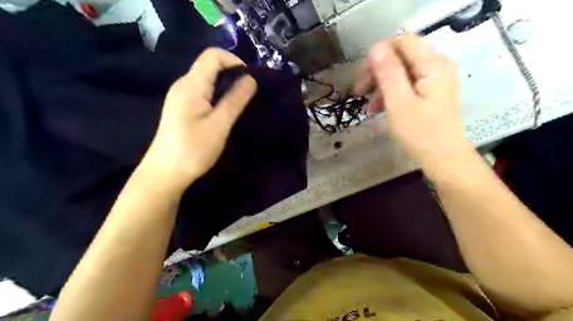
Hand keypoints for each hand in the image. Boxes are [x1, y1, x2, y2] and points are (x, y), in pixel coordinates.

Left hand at [139, 48, 255, 191]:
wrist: (165, 173)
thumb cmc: (193, 150)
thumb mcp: (219, 125)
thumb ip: (235, 100)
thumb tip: (251, 79)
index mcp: (191, 85)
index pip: (213, 55)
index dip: (234, 61)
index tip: (250, 80)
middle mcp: (183, 85)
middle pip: (210, 65)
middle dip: (233, 74)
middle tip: (249, 94)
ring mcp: (181, 96)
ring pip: (207, 79)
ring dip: (226, 85)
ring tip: (241, 103)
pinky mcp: (182, 108)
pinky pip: (203, 92)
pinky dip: (218, 95)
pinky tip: (225, 111)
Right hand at [355, 34, 469, 166]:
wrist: (443, 158)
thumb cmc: (421, 132)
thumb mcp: (399, 102)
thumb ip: (388, 72)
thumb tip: (375, 48)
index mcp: (432, 65)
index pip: (402, 41)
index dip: (380, 52)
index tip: (363, 72)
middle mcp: (435, 66)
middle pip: (400, 56)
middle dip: (377, 71)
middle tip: (359, 89)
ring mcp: (433, 80)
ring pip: (400, 72)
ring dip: (380, 85)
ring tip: (369, 106)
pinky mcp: (428, 92)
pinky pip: (405, 85)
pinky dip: (389, 94)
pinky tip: (377, 109)